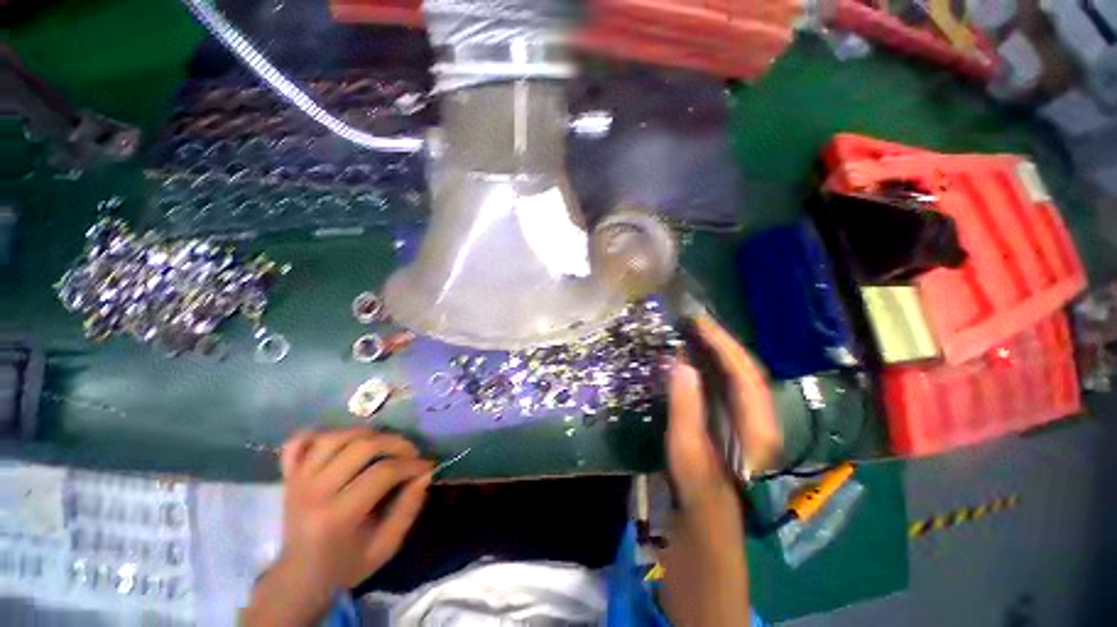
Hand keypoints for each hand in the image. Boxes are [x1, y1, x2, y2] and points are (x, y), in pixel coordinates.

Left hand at [243, 428, 432, 626]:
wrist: (299, 578)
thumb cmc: (346, 565)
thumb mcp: (386, 546)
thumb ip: (408, 508)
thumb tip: (425, 473)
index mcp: (337, 517)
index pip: (383, 473)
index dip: (411, 465)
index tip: (426, 467)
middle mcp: (314, 492)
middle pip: (361, 446)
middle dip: (396, 443)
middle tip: (410, 454)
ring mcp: (297, 481)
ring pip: (335, 437)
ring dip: (366, 434)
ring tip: (382, 445)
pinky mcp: (288, 475)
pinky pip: (297, 442)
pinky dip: (319, 434)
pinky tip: (340, 441)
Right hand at [667, 315, 781, 506]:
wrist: (708, 515)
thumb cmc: (697, 486)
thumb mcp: (687, 448)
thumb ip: (686, 406)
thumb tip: (681, 364)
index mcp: (757, 425)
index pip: (744, 374)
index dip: (723, 345)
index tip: (699, 324)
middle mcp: (762, 417)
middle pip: (747, 369)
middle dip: (723, 342)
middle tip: (696, 322)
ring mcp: (752, 417)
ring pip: (741, 374)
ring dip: (721, 350)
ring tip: (697, 332)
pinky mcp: (739, 418)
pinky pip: (731, 383)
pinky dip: (716, 364)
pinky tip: (699, 357)